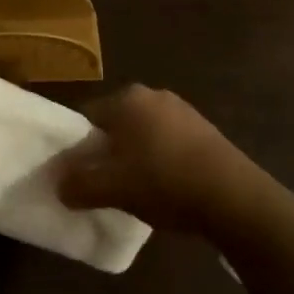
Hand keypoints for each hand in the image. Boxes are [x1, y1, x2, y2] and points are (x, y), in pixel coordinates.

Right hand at [59, 84, 293, 242]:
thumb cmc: (163, 182)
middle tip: (105, 184)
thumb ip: (78, 186)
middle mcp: (154, 95)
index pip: (87, 117)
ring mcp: (184, 111)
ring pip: (144, 135)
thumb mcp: (112, 188)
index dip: (78, 148)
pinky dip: (162, 162)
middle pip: (116, 125)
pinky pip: (170, 143)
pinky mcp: (207, 131)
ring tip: (137, 190)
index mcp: (127, 99)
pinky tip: (166, 188)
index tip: (78, 175)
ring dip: (136, 158)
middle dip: (108, 152)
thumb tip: (60, 186)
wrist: (234, 197)